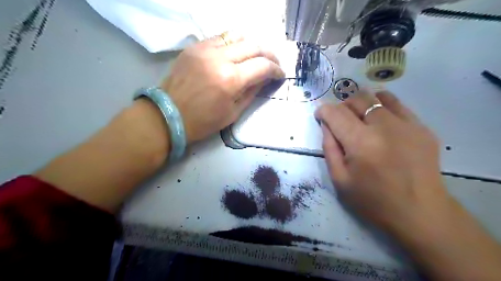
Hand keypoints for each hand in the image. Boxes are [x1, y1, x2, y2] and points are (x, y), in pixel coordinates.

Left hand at [161, 33, 283, 143]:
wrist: (168, 115)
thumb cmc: (203, 121)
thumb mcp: (233, 112)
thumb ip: (251, 92)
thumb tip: (265, 79)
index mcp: (231, 80)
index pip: (263, 66)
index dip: (276, 69)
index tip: (280, 74)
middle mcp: (220, 58)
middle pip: (254, 45)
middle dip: (269, 54)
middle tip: (273, 64)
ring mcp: (205, 49)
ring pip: (238, 35)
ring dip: (252, 45)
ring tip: (256, 56)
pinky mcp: (194, 47)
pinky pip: (220, 38)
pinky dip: (233, 43)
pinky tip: (236, 54)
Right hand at [314, 90, 447, 232]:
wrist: (420, 213)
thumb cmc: (373, 200)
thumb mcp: (340, 179)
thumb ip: (329, 148)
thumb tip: (326, 125)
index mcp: (360, 143)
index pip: (335, 114)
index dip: (323, 110)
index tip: (319, 114)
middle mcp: (384, 127)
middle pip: (356, 100)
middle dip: (341, 105)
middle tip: (338, 118)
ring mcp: (406, 125)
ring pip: (377, 97)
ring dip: (361, 102)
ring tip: (358, 115)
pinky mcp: (422, 127)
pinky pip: (398, 105)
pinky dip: (382, 104)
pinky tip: (379, 117)